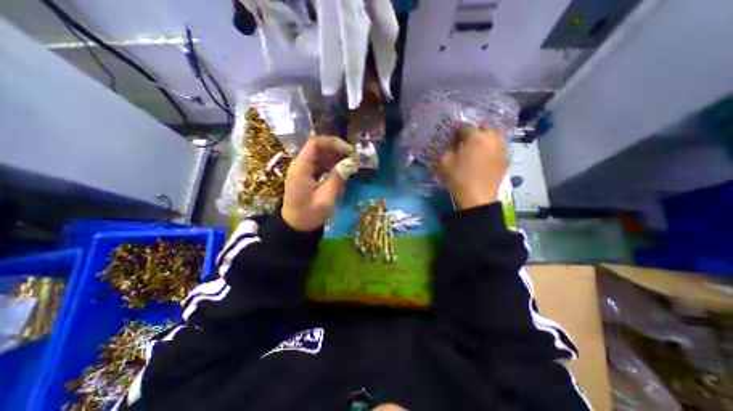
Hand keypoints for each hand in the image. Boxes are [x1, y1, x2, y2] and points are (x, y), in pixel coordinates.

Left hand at [281, 135, 353, 229]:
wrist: (294, 227)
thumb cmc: (308, 215)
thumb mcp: (325, 199)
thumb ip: (337, 180)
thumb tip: (350, 164)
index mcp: (301, 168)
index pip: (315, 144)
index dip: (333, 143)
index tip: (349, 152)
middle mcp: (300, 165)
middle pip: (318, 147)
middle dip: (337, 149)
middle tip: (353, 158)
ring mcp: (303, 170)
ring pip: (320, 155)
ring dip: (336, 157)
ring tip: (351, 163)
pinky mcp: (307, 176)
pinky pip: (320, 165)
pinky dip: (332, 165)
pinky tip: (342, 170)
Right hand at [437, 125, 506, 210]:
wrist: (477, 197)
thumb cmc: (459, 178)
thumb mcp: (445, 162)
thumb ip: (448, 148)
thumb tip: (453, 144)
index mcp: (476, 138)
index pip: (466, 126)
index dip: (458, 130)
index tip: (453, 137)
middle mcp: (492, 138)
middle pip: (485, 127)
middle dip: (475, 131)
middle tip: (466, 140)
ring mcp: (502, 148)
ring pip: (494, 135)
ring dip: (485, 137)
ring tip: (477, 147)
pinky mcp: (506, 158)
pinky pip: (499, 146)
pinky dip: (492, 147)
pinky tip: (485, 156)